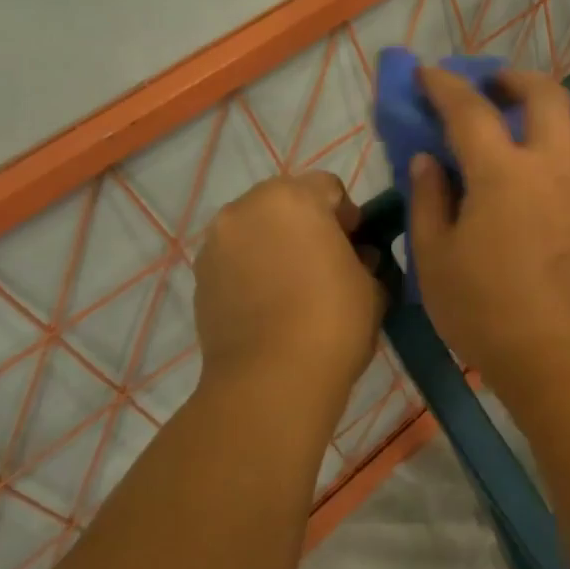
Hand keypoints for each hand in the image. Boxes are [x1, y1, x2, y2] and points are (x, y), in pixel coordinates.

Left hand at [192, 172, 384, 414]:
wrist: (270, 380)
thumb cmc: (333, 321)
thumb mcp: (371, 284)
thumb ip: (363, 258)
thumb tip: (353, 255)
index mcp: (293, 199)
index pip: (328, 187)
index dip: (347, 215)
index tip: (356, 247)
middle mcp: (247, 209)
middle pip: (285, 201)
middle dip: (307, 223)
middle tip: (325, 262)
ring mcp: (216, 243)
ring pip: (256, 228)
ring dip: (275, 243)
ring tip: (293, 285)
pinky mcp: (199, 277)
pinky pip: (234, 257)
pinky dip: (251, 268)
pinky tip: (268, 302)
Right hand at [407, 67, 569, 394]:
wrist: (557, 353)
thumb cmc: (484, 310)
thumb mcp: (435, 258)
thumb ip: (429, 199)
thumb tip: (428, 160)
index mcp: (503, 172)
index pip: (470, 110)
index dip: (445, 86)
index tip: (428, 73)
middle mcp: (551, 164)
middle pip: (545, 94)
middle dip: (514, 78)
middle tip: (491, 87)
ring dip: (551, 108)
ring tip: (526, 122)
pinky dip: (569, 143)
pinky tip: (550, 166)